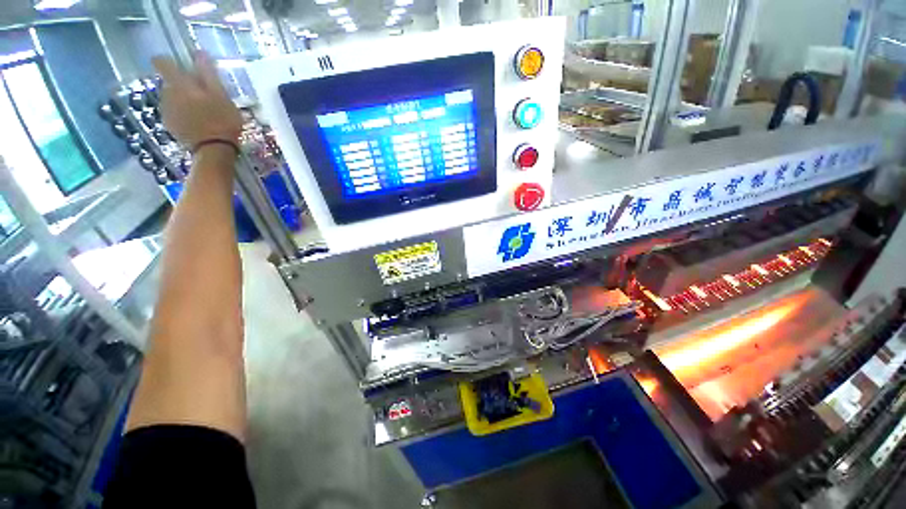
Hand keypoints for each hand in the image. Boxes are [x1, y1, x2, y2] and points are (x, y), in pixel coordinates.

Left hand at [152, 52, 242, 147]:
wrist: (214, 150)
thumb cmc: (222, 121)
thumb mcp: (221, 95)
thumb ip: (208, 74)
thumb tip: (199, 53)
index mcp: (180, 84)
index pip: (164, 63)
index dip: (167, 61)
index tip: (177, 64)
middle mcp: (168, 94)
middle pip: (169, 82)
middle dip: (181, 84)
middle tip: (199, 94)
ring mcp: (167, 111)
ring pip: (171, 98)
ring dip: (182, 100)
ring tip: (200, 110)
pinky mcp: (170, 126)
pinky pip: (173, 113)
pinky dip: (182, 114)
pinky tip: (196, 122)